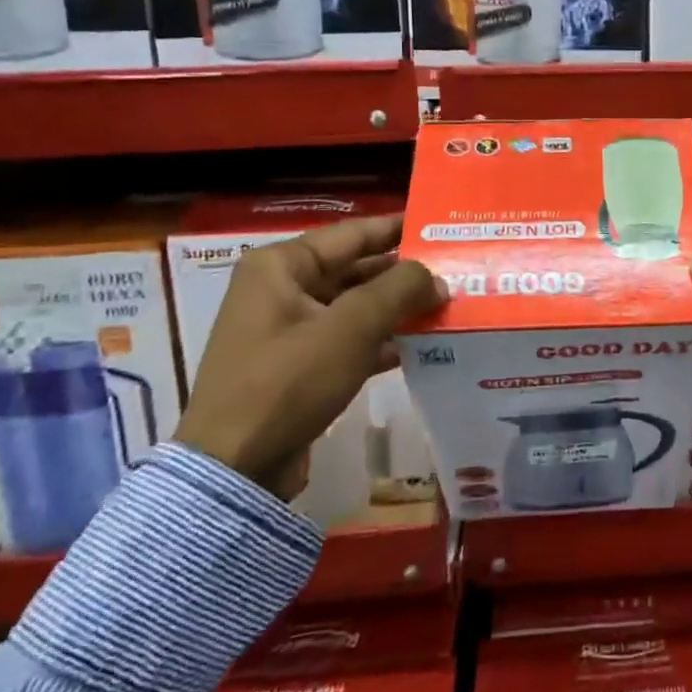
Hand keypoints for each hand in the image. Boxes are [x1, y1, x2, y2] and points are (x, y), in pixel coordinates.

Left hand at [175, 214, 444, 499]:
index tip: (440, 223)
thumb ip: (399, 290)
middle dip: (404, 273)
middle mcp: (282, 288)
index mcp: (282, 265)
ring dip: (398, 308)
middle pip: (356, 269)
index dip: (397, 227)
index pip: (353, 233)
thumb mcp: (350, 328)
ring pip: (356, 306)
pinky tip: (423, 344)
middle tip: (456, 269)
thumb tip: (438, 277)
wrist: (236, 468)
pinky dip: (382, 339)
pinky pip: (349, 339)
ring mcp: (289, 329)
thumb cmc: (289, 381)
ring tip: (449, 305)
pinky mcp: (299, 365)